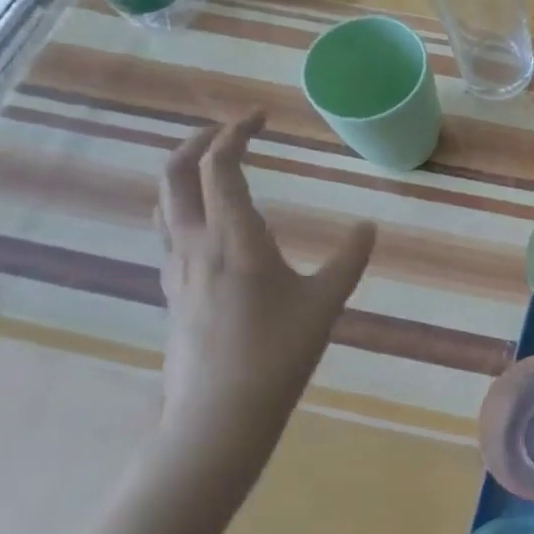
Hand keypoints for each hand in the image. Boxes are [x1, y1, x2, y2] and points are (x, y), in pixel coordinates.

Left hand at [154, 111, 374, 488]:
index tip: (260, 117)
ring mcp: (176, 270)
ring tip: (215, 168)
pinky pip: (168, 233)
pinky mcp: (172, 293)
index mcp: (233, 237)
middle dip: (198, 141)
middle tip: (230, 130)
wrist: (218, 416)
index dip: (235, 132)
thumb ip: (349, 258)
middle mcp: (195, 244)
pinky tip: (211, 227)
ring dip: (185, 173)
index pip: (219, 166)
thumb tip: (370, 225)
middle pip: (175, 174)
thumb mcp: (326, 302)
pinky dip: (184, 208)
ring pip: (164, 204)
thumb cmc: (277, 353)